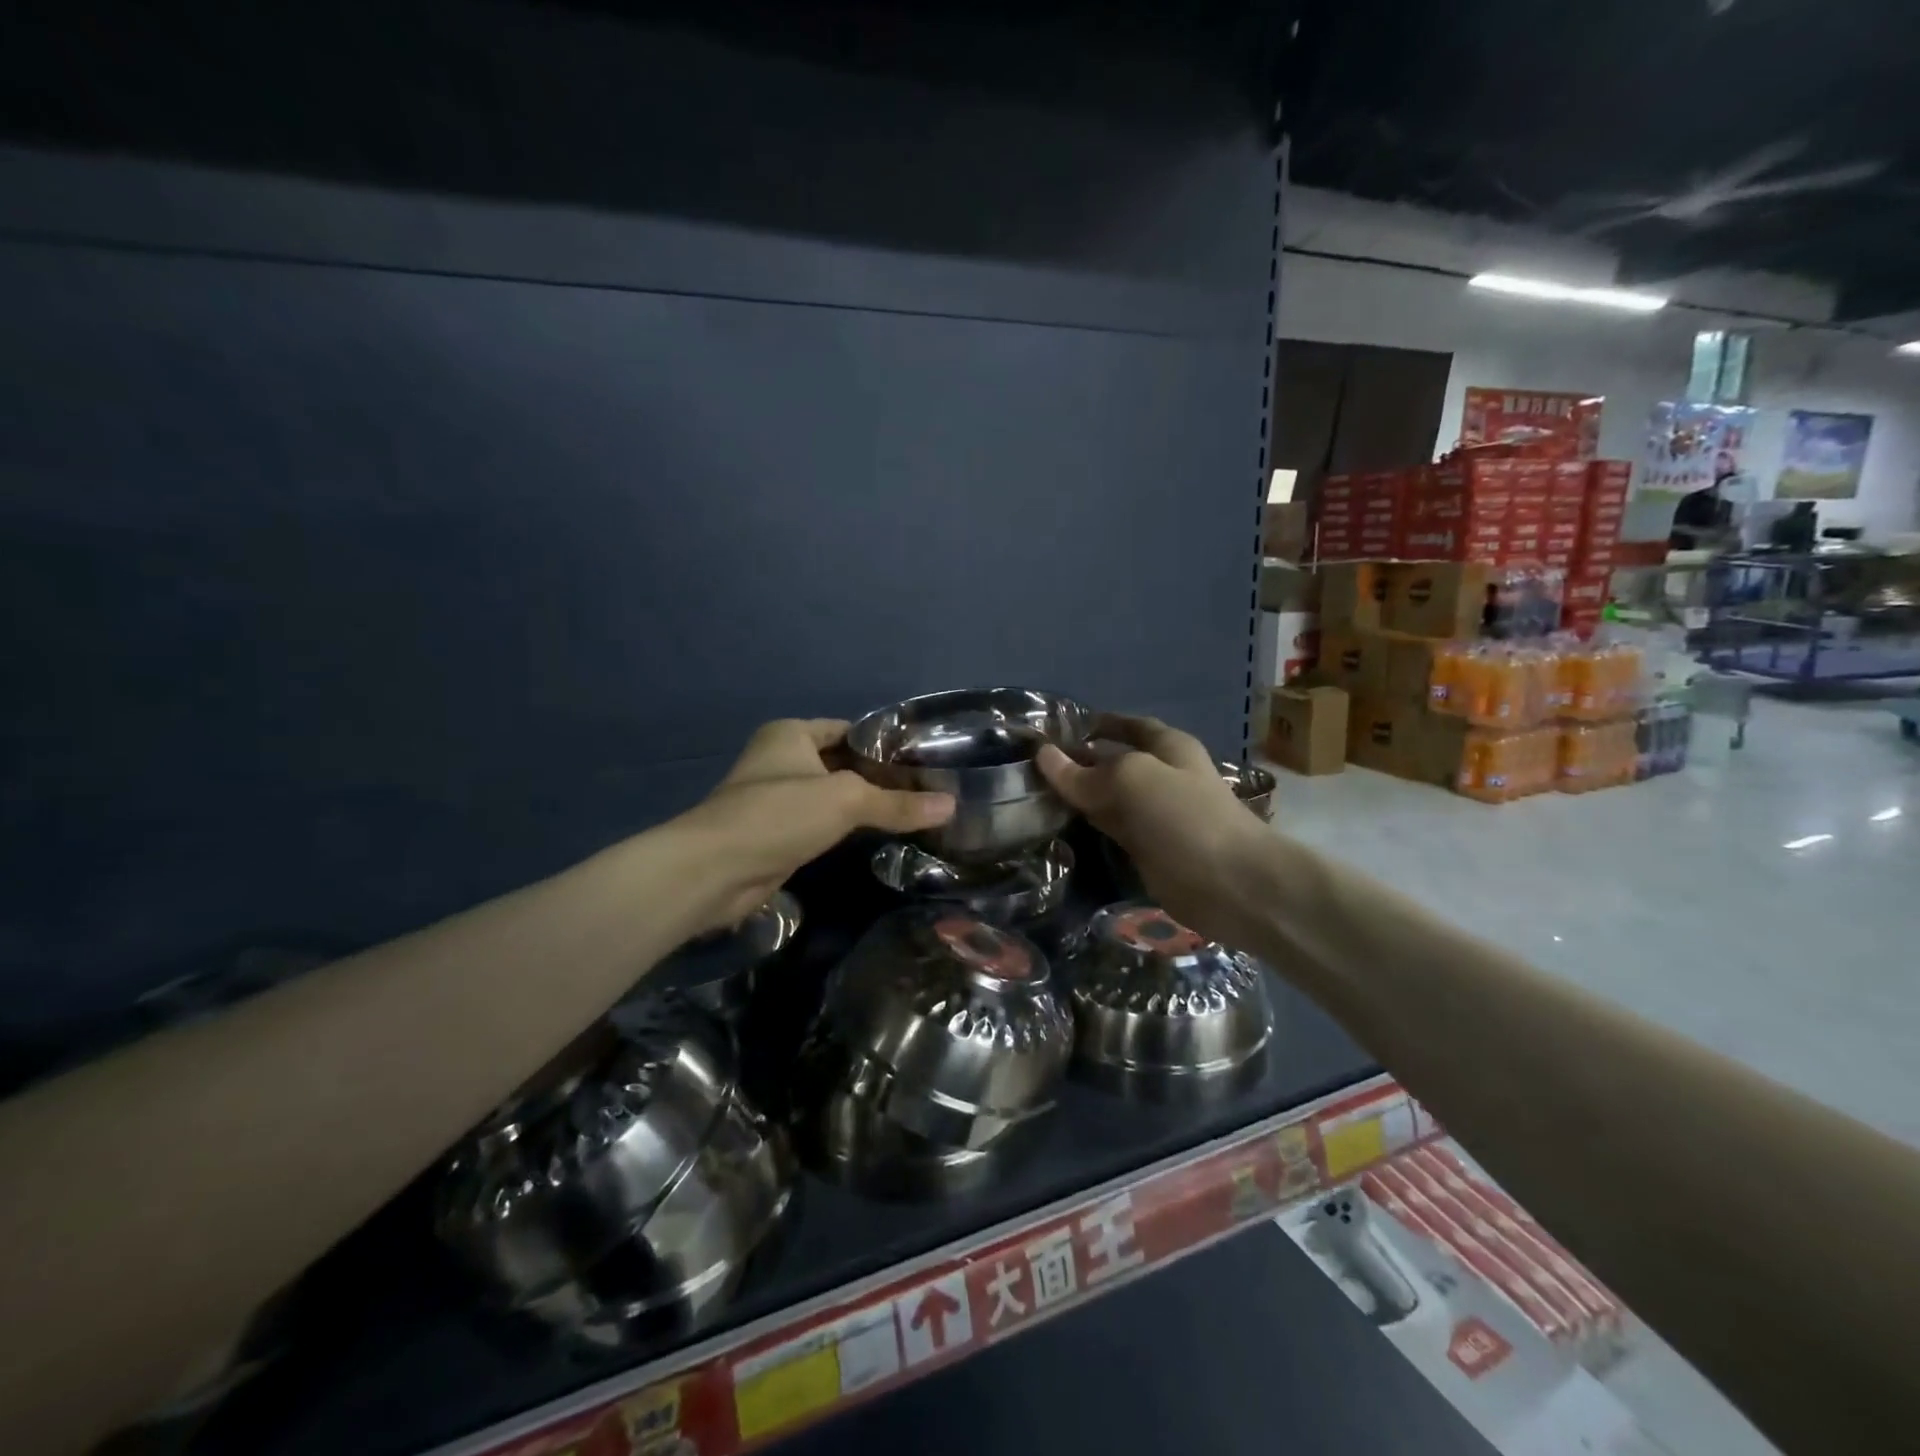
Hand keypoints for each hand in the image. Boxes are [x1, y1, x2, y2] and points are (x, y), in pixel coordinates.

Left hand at [671, 719, 954, 933]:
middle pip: (843, 763)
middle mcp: (782, 759)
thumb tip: (951, 806)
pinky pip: (821, 825)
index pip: (850, 730)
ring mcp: (777, 799)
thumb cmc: (780, 815)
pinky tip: (878, 838)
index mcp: (792, 734)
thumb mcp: (847, 800)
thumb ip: (897, 803)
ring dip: (864, 806)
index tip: (925, 761)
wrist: (715, 871)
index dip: (885, 744)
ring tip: (913, 813)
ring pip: (832, 797)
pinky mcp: (776, 834)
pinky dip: (846, 830)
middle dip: (879, 778)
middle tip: (928, 790)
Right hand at [1037, 714, 1272, 949]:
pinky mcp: (1147, 850)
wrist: (1230, 885)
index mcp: (1168, 747)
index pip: (1127, 726)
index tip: (1054, 727)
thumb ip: (1087, 772)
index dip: (1095, 724)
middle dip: (1079, 761)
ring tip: (1032, 791)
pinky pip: (1110, 829)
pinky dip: (1087, 825)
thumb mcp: (1133, 780)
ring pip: (1108, 798)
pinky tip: (1056, 823)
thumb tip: (1045, 756)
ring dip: (1078, 795)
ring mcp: (1154, 815)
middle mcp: (1161, 776)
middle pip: (1113, 762)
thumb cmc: (1185, 818)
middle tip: (1029, 764)